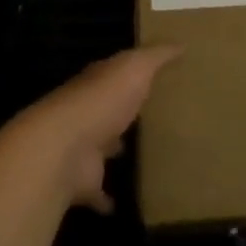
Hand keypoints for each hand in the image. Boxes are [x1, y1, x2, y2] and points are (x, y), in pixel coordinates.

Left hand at [8, 46, 180, 212]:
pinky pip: (98, 191)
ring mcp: (82, 149)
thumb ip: (156, 56)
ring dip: (115, 150)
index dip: (131, 76)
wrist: (64, 148)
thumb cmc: (102, 101)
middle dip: (123, 113)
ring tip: (145, 155)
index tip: (154, 79)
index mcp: (98, 84)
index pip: (114, 76)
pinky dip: (107, 198)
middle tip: (152, 117)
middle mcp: (87, 113)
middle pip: (107, 111)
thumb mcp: (135, 67)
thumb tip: (181, 43)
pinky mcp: (84, 181)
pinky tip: (123, 203)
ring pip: (102, 148)